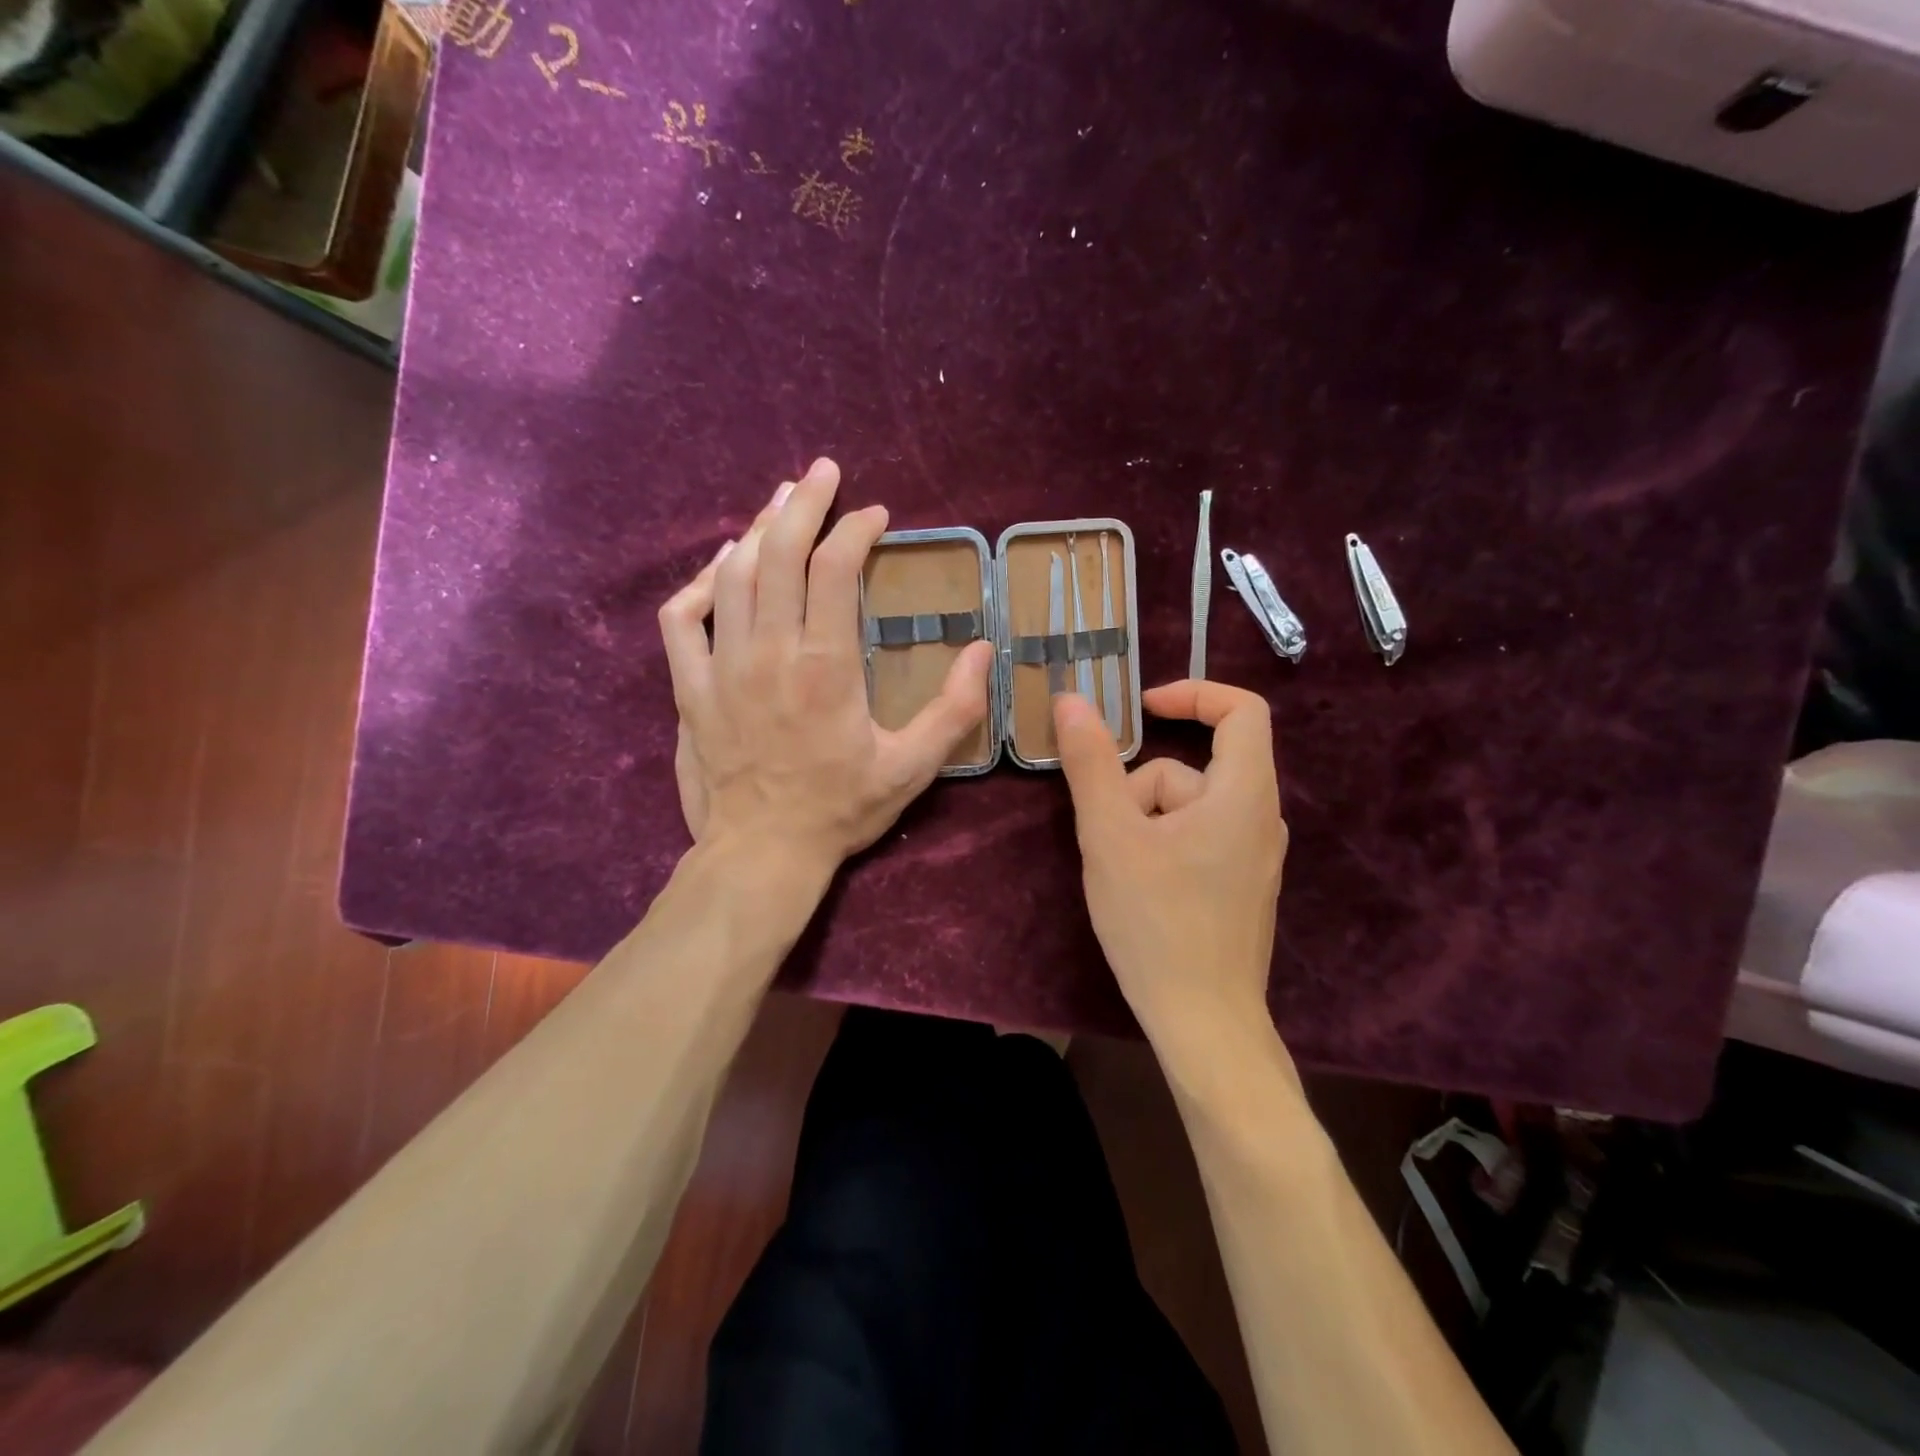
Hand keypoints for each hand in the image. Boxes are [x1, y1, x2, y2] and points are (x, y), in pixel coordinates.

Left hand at [657, 458, 993, 871]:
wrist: (762, 852)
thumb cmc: (840, 809)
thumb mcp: (913, 766)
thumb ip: (954, 708)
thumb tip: (981, 649)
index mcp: (826, 666)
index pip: (834, 569)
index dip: (855, 529)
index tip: (876, 516)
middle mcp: (770, 652)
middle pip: (777, 551)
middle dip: (803, 502)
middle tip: (822, 472)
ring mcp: (721, 667)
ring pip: (731, 574)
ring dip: (756, 530)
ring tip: (779, 504)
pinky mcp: (690, 688)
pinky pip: (681, 619)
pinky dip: (698, 584)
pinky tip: (719, 568)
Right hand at [1053, 681, 1286, 1045]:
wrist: (1202, 1022)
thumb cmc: (1157, 923)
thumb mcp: (1110, 836)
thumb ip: (1091, 763)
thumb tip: (1072, 700)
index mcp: (1243, 794)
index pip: (1242, 710)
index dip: (1193, 693)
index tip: (1141, 710)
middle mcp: (1259, 817)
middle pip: (1193, 768)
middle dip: (1140, 789)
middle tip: (1108, 834)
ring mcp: (1253, 856)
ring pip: (1187, 807)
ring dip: (1144, 822)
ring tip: (1121, 870)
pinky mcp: (1239, 885)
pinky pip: (1196, 837)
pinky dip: (1161, 844)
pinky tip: (1140, 888)